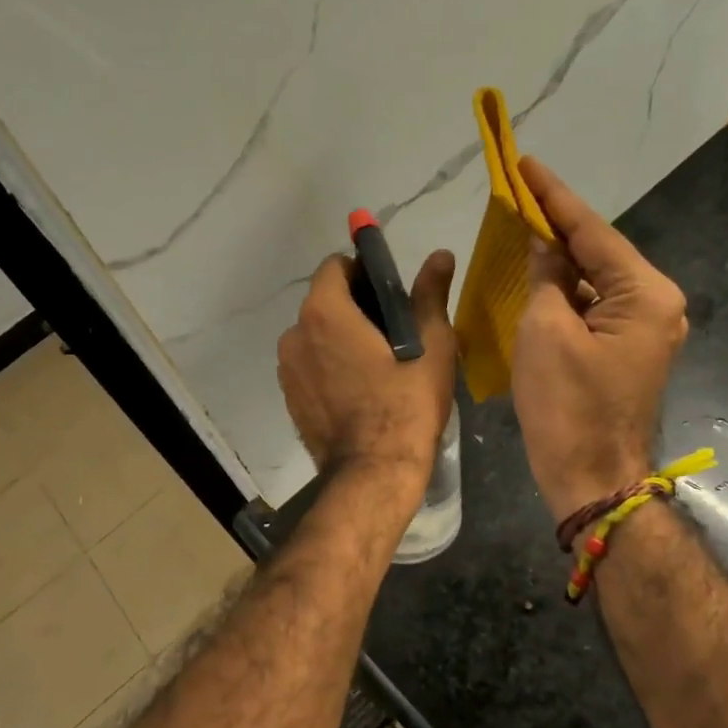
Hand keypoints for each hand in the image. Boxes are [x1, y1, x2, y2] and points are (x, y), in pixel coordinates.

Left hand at [278, 250, 457, 493]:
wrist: (374, 472)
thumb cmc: (406, 404)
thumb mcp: (431, 346)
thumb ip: (429, 295)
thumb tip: (440, 255)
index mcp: (324, 312)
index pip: (335, 267)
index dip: (362, 271)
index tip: (388, 293)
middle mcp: (295, 334)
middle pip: (323, 301)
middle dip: (353, 306)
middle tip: (391, 331)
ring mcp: (287, 369)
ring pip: (314, 335)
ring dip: (339, 338)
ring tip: (375, 364)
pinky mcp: (289, 397)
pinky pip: (309, 365)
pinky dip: (328, 366)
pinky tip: (357, 388)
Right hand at [512, 157, 688, 521]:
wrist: (591, 478)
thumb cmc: (567, 406)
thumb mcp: (545, 332)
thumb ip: (547, 278)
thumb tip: (545, 245)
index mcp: (646, 294)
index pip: (592, 231)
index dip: (553, 196)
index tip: (525, 162)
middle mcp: (656, 304)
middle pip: (598, 252)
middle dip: (556, 224)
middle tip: (518, 192)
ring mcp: (645, 329)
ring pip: (595, 280)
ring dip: (559, 259)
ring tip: (522, 225)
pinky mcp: (627, 349)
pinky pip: (593, 306)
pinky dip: (565, 291)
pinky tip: (537, 275)